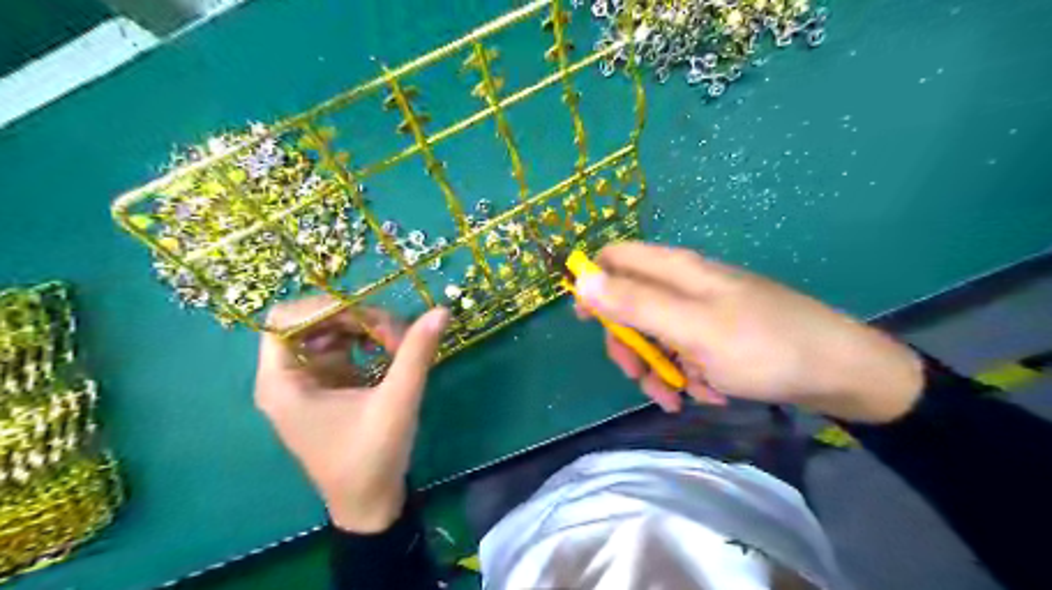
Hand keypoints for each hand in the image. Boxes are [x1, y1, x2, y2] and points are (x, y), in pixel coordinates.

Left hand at [259, 298, 451, 531]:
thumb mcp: (397, 402)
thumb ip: (416, 354)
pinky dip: (368, 342)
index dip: (322, 308)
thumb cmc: (372, 458)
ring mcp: (310, 380)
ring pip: (331, 331)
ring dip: (365, 328)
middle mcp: (289, 377)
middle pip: (313, 321)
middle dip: (355, 318)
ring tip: (399, 343)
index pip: (283, 320)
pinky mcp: (330, 384)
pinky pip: (344, 346)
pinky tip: (392, 352)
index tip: (366, 316)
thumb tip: (441, 310)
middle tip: (396, 332)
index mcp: (284, 383)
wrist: (370, 503)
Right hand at [572, 240, 921, 422]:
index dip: (594, 284)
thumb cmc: (763, 345)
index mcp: (676, 271)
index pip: (615, 259)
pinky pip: (683, 352)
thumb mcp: (692, 327)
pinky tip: (709, 392)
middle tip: (639, 374)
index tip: (587, 322)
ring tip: (681, 396)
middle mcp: (684, 286)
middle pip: (629, 304)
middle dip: (628, 343)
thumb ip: (635, 303)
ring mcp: (701, 312)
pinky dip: (686, 374)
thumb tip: (582, 280)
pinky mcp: (717, 336)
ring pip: (654, 335)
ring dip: (658, 368)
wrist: (839, 372)